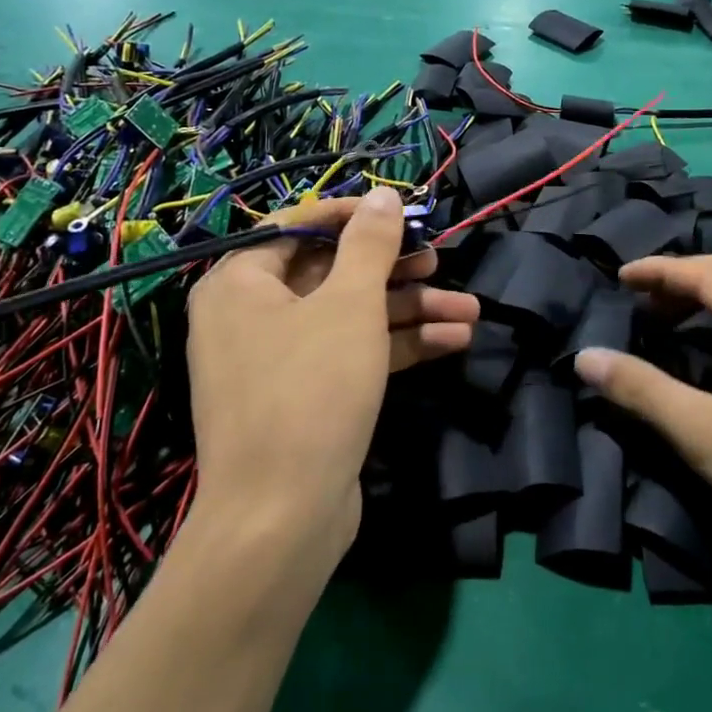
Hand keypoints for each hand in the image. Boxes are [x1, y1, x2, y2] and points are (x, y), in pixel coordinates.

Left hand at [186, 187, 478, 557]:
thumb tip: (384, 193)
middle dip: (396, 271)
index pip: (300, 225)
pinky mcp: (307, 396)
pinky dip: (397, 347)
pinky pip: (352, 354)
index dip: (356, 215)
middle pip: (333, 273)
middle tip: (441, 263)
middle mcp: (252, 315)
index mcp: (241, 282)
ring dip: (410, 312)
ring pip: (350, 317)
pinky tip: (452, 342)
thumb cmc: (310, 390)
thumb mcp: (349, 305)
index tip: (406, 213)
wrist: (282, 518)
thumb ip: (370, 244)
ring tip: (469, 311)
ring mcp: (279, 360)